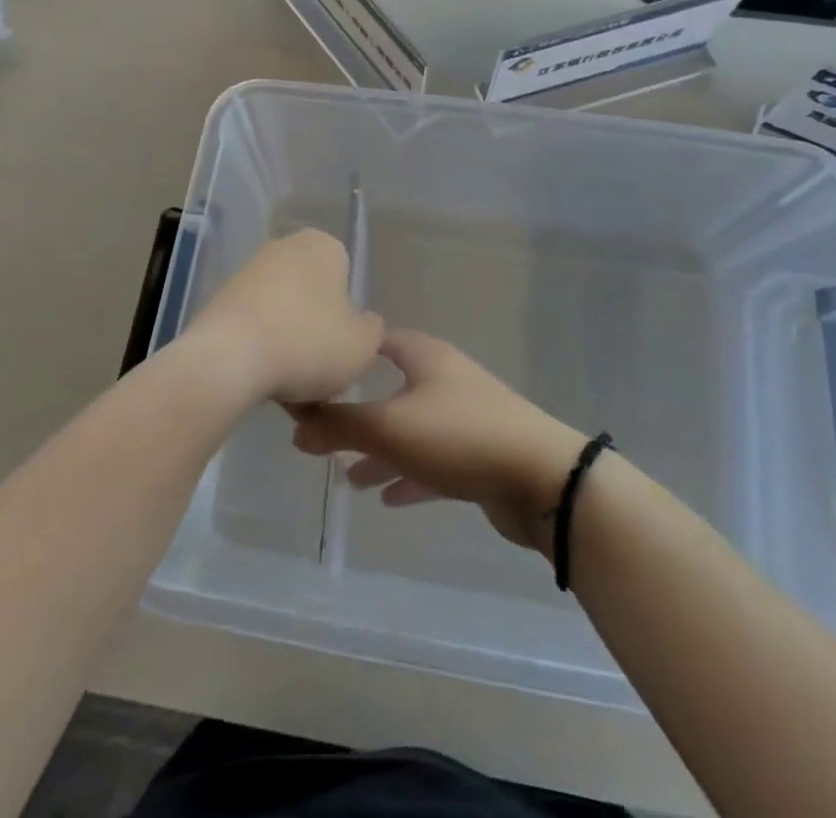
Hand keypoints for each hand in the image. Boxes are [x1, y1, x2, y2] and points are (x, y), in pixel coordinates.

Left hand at [183, 229, 383, 404]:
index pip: (347, 276)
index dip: (348, 317)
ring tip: (292, 386)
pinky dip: (262, 347)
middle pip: (313, 293)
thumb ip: (373, 329)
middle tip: (321, 371)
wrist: (228, 359)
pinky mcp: (221, 297)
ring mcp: (249, 270)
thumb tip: (363, 322)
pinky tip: (264, 380)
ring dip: (290, 342)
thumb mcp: (364, 344)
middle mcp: (285, 246)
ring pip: (284, 311)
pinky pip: (256, 324)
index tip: (342, 348)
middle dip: (318, 328)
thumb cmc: (308, 343)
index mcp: (324, 245)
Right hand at [289, 329, 586, 549]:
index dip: (346, 352)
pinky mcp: (479, 456)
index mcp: (424, 357)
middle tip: (323, 433)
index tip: (316, 371)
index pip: (377, 340)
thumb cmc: (459, 436)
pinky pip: (433, 461)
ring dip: (380, 451)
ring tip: (346, 477)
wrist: (541, 478)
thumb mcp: (389, 427)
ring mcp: (465, 417)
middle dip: (358, 411)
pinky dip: (408, 475)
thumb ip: (338, 424)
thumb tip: (295, 423)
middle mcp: (444, 379)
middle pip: (392, 388)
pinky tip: (386, 496)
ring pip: (410, 430)